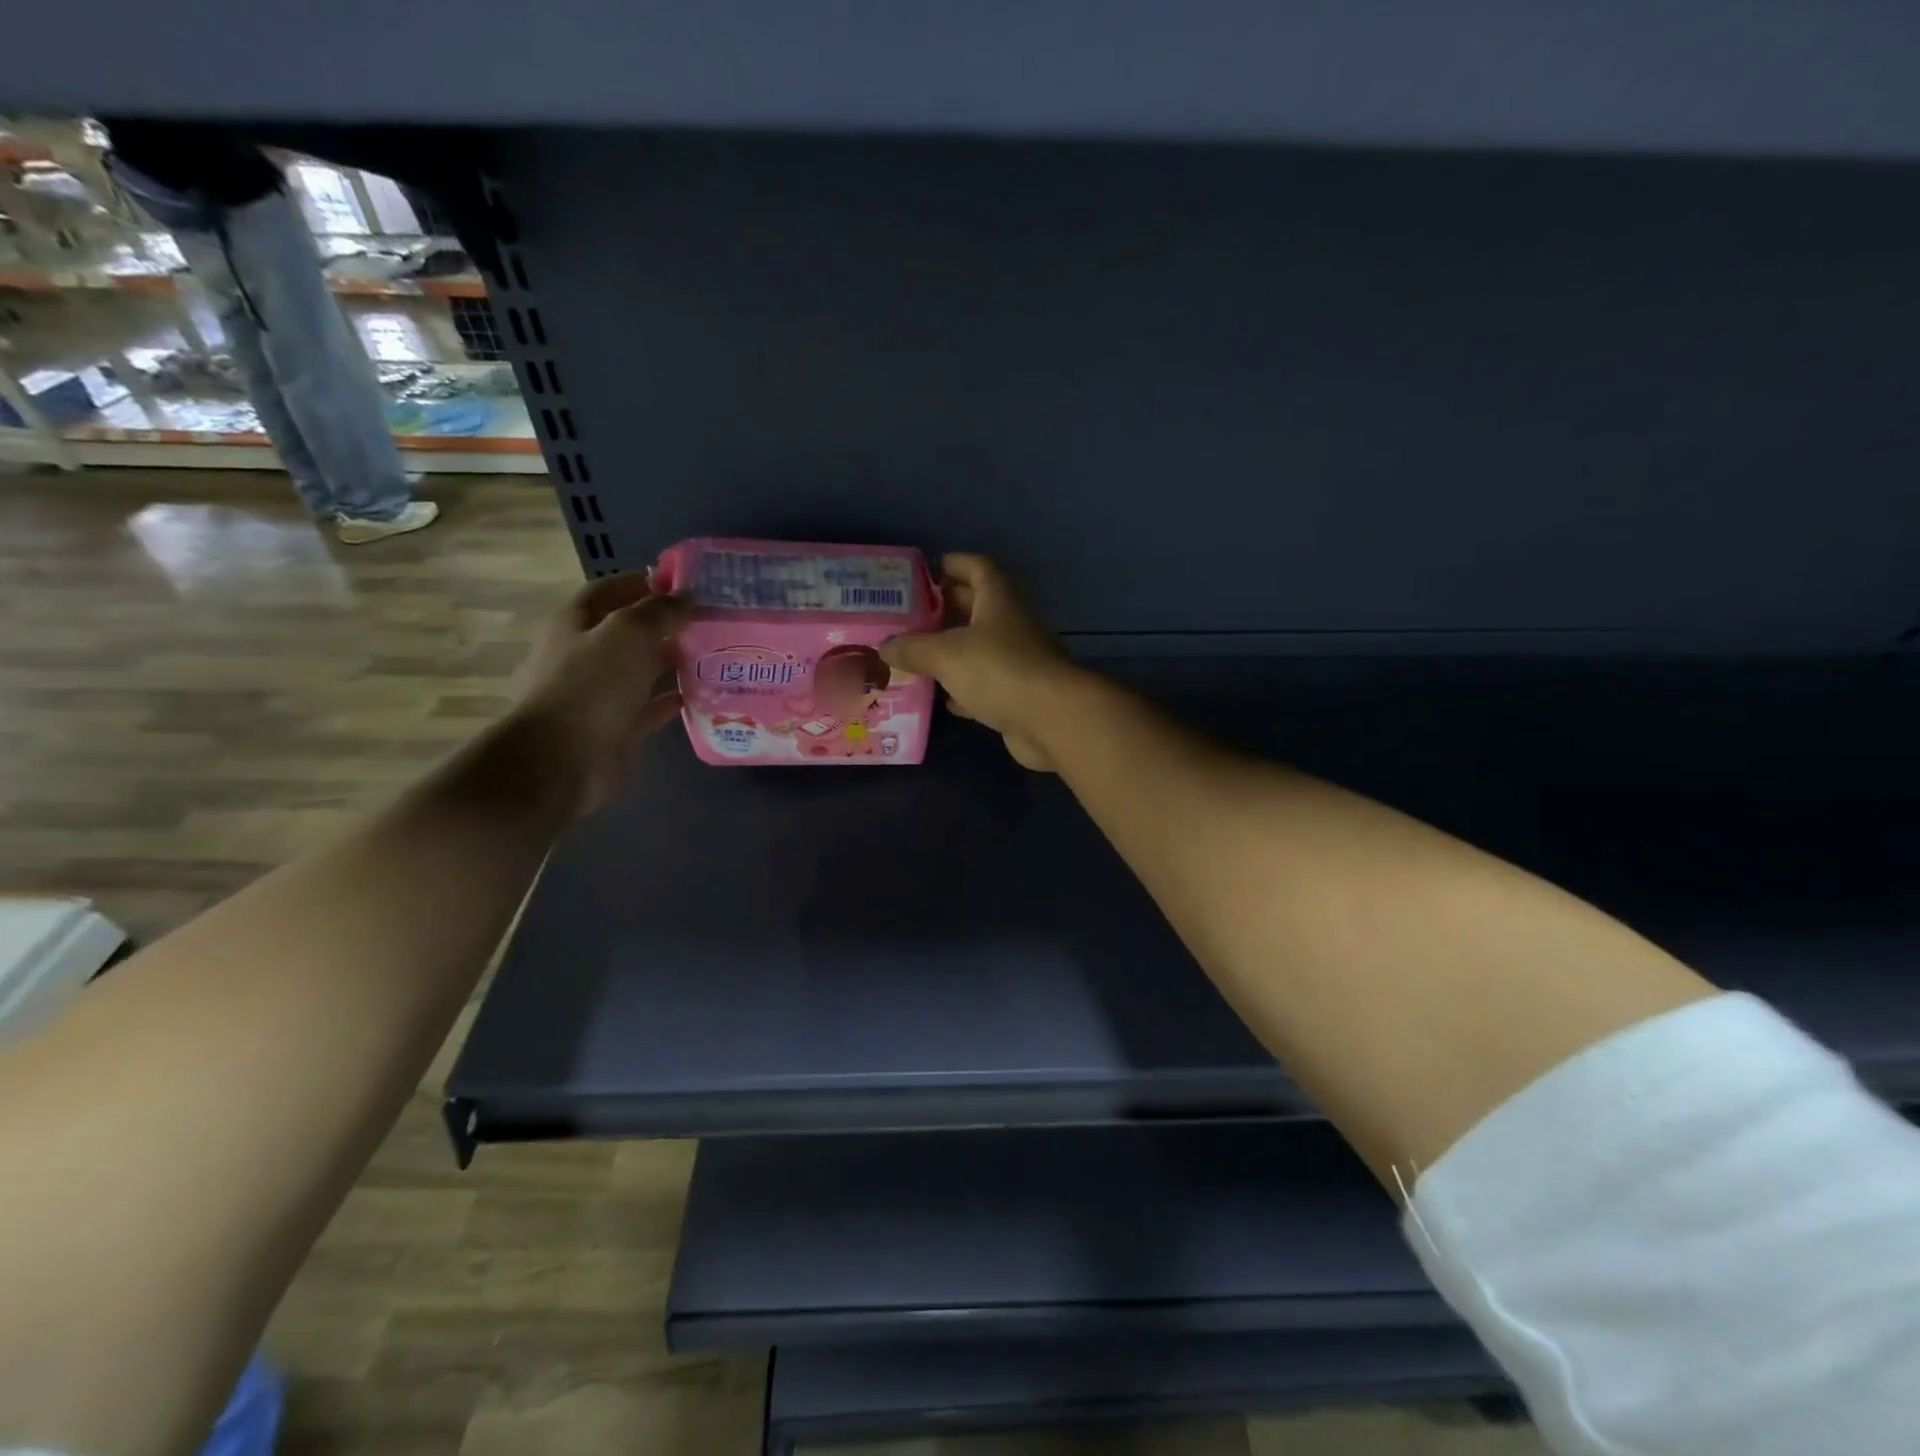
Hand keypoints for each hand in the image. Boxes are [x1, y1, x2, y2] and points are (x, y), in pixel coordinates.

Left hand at [511, 573, 690, 813]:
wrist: (563, 761)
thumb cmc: (591, 686)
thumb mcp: (628, 633)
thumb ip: (659, 611)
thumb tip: (686, 597)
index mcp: (573, 625)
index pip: (607, 591)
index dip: (641, 582)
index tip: (682, 583)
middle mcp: (581, 656)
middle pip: (625, 632)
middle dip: (662, 624)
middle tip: (706, 621)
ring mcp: (597, 696)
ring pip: (638, 670)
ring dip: (670, 662)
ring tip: (711, 655)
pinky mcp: (615, 729)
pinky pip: (647, 708)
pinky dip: (671, 700)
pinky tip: (701, 695)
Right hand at [881, 553, 1075, 770]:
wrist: (1051, 719)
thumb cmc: (998, 670)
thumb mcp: (945, 654)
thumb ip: (912, 648)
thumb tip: (884, 646)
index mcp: (999, 598)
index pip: (976, 567)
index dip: (952, 565)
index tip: (924, 573)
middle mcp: (1012, 623)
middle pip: (977, 607)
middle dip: (945, 610)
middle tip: (909, 618)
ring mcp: (1020, 659)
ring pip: (980, 647)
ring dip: (952, 651)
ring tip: (916, 656)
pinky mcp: (1020, 693)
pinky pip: (987, 683)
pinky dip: (965, 687)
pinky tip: (942, 697)